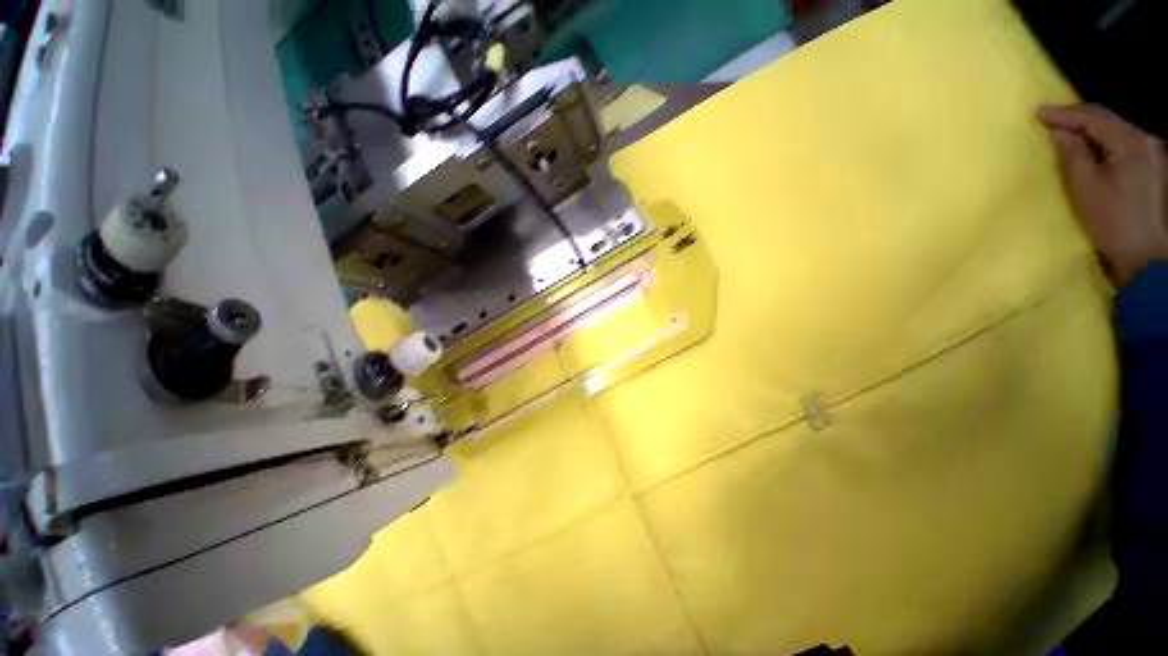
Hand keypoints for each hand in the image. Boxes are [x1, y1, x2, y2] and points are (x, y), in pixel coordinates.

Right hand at [1038, 104, 1167, 284]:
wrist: (1147, 256)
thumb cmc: (1114, 221)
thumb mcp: (1087, 187)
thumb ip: (1073, 155)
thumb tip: (1059, 132)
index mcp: (1131, 141)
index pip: (1093, 117)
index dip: (1064, 113)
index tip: (1037, 113)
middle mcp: (1146, 140)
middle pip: (1108, 121)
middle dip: (1079, 119)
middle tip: (1051, 121)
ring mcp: (1153, 154)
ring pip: (1116, 131)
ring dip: (1091, 130)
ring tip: (1067, 133)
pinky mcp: (1152, 167)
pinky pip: (1123, 144)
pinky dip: (1103, 142)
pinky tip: (1091, 148)